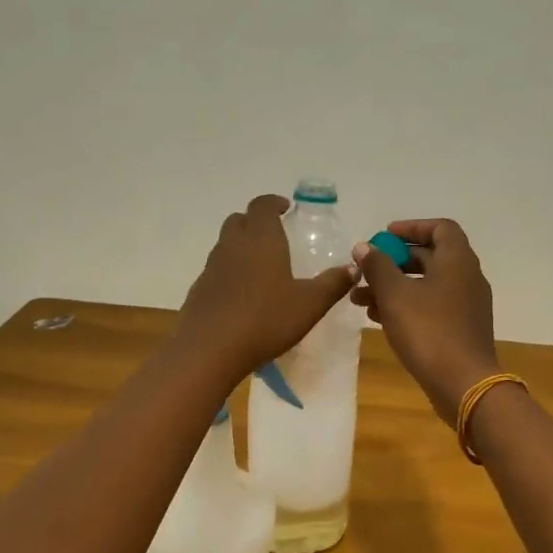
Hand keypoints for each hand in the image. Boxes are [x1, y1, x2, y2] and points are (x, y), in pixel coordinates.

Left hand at [175, 195, 356, 379]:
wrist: (209, 350)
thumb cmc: (265, 320)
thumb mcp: (309, 304)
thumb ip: (332, 284)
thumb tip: (353, 267)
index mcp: (261, 239)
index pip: (262, 205)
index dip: (273, 203)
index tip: (285, 208)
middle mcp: (233, 245)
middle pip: (239, 219)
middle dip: (255, 221)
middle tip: (274, 234)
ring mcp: (212, 267)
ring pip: (225, 243)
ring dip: (241, 245)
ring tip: (261, 266)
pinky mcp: (199, 289)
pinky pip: (216, 269)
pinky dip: (230, 271)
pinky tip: (243, 294)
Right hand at [350, 219, 500, 420]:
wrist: (464, 384)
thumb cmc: (429, 331)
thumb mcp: (395, 295)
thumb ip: (377, 266)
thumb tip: (363, 247)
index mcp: (457, 261)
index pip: (440, 228)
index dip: (411, 227)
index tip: (384, 236)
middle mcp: (466, 278)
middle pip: (429, 257)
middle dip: (393, 262)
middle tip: (365, 270)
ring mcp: (466, 305)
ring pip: (426, 285)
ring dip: (394, 287)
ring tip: (360, 300)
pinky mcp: (460, 329)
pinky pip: (430, 306)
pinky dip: (406, 306)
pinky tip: (379, 319)